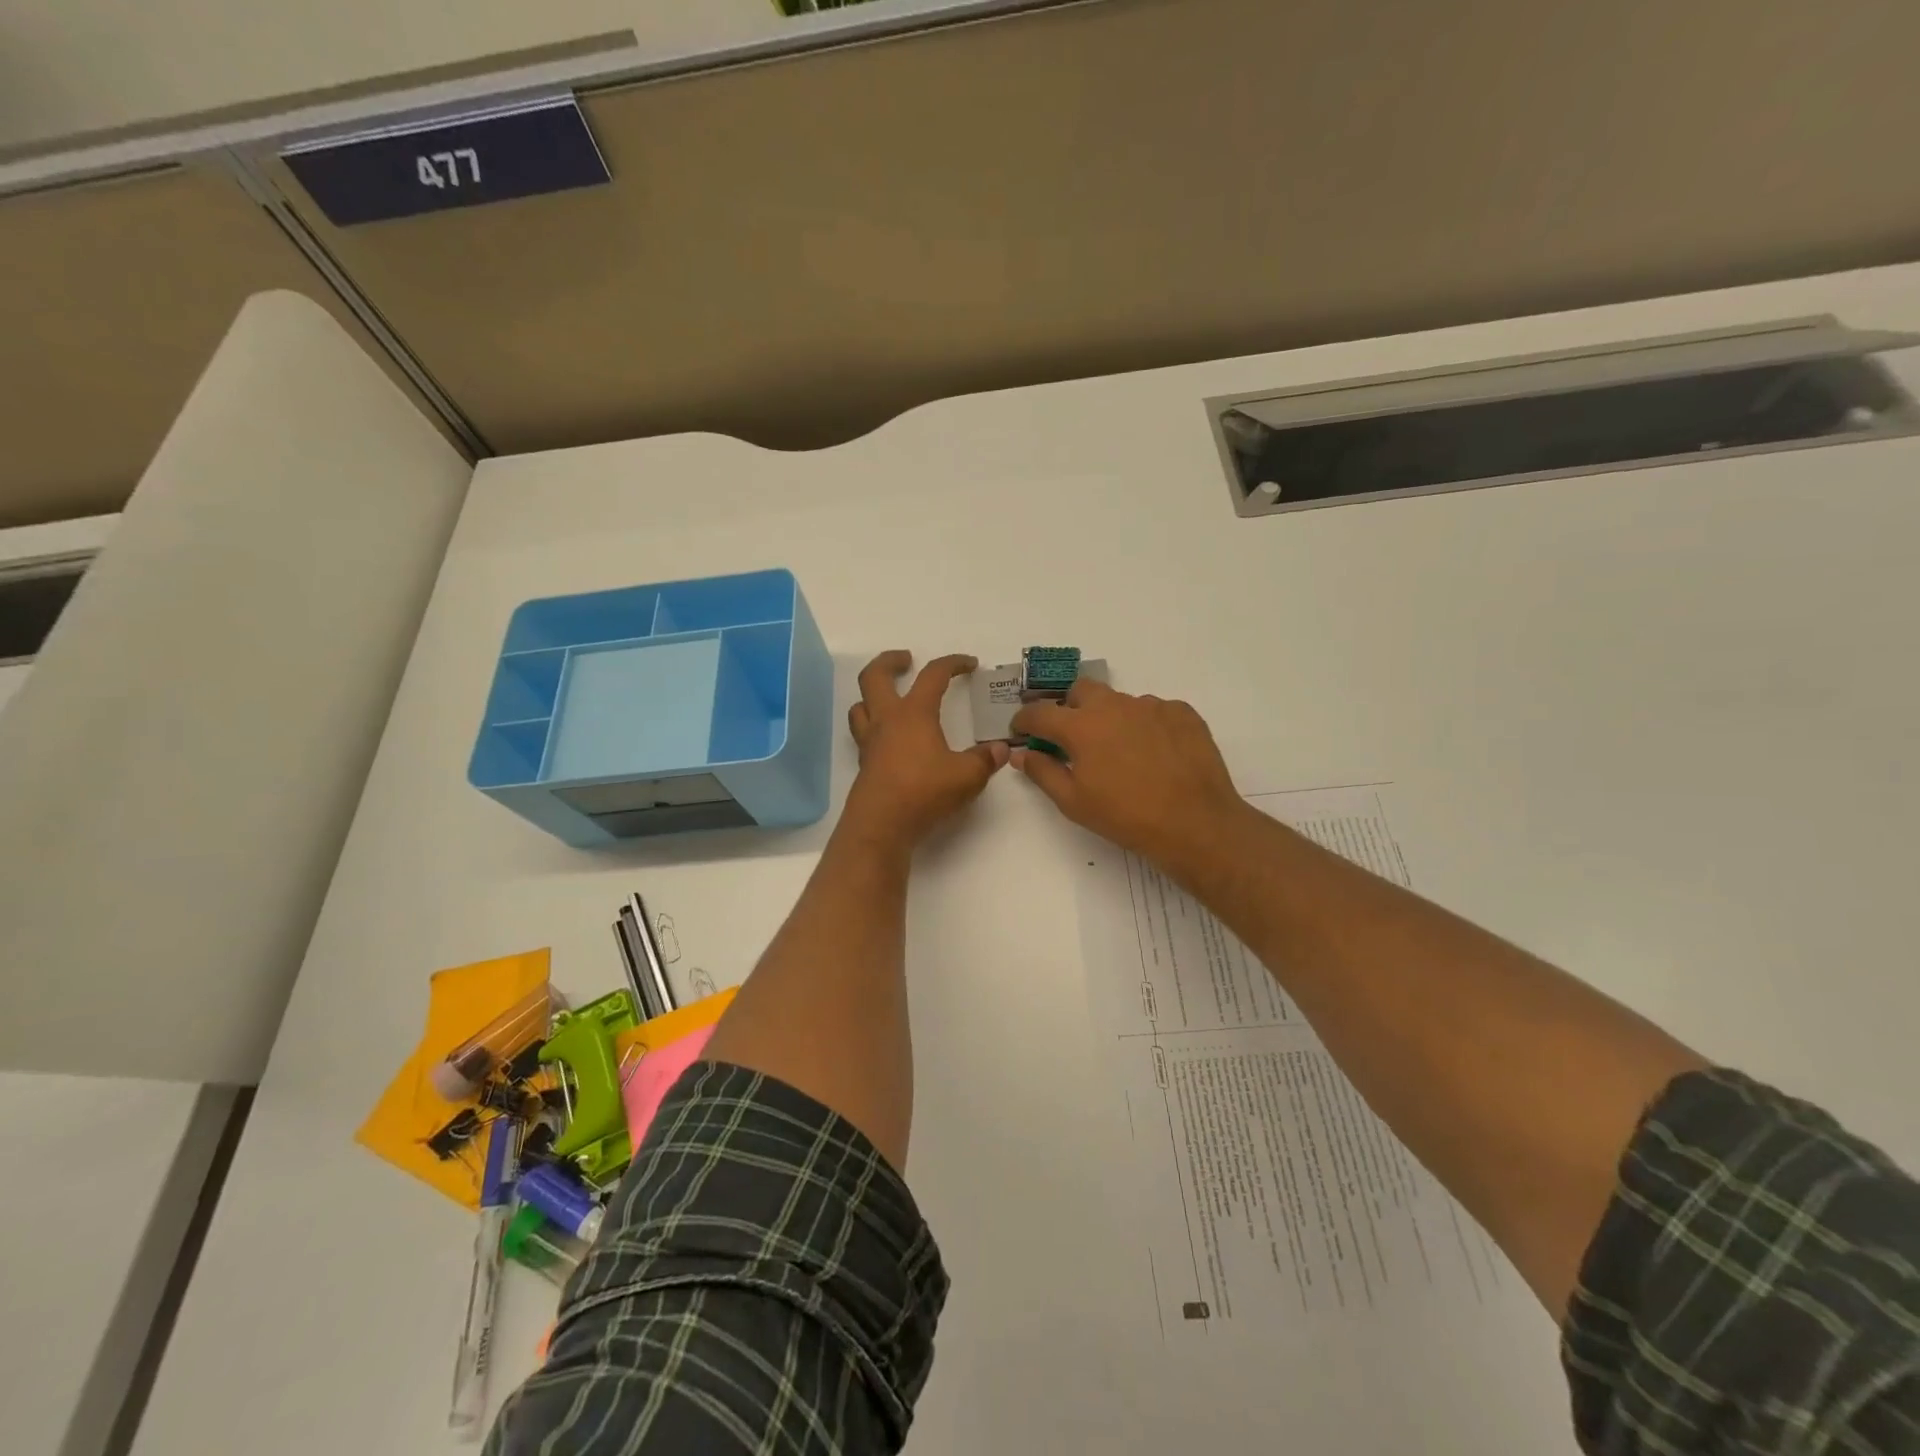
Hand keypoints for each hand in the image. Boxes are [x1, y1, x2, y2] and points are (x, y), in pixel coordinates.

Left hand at [842, 651, 1007, 852]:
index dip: (952, 663)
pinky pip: (863, 733)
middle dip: (890, 661)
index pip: (932, 675)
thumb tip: (1001, 749)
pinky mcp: (864, 764)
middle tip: (906, 659)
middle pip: (875, 676)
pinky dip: (874, 726)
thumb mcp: (967, 776)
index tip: (969, 664)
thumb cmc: (923, 792)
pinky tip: (891, 739)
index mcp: (913, 713)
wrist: (880, 825)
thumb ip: (985, 760)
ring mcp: (870, 742)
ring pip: (861, 705)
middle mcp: (886, 721)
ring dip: (873, 694)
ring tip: (890, 697)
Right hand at [1009, 679, 1248, 872]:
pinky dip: (1145, 726)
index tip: (1022, 731)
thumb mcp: (1073, 802)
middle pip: (1081, 691)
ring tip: (1121, 753)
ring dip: (1110, 719)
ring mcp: (1151, 705)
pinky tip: (1154, 754)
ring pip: (1119, 701)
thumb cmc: (1125, 816)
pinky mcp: (1182, 713)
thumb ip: (1042, 771)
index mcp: (1081, 726)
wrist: (1195, 823)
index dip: (1025, 721)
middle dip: (1070, 708)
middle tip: (1073, 738)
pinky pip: (1154, 711)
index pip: (1040, 713)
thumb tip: (1021, 753)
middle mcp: (1114, 705)